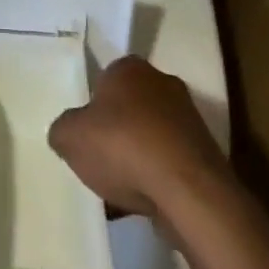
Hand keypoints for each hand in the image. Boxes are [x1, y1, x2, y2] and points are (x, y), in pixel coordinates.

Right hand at [48, 58, 230, 220]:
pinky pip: (170, 161)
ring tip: (119, 187)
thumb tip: (68, 132)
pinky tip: (142, 200)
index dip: (93, 104)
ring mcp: (189, 119)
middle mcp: (163, 83)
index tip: (86, 130)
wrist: (188, 191)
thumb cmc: (122, 146)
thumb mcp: (69, 136)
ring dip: (138, 155)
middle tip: (99, 156)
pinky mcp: (205, 153)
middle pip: (130, 106)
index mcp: (130, 68)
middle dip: (116, 129)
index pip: (106, 77)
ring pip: (151, 135)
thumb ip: (63, 129)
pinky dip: (157, 177)